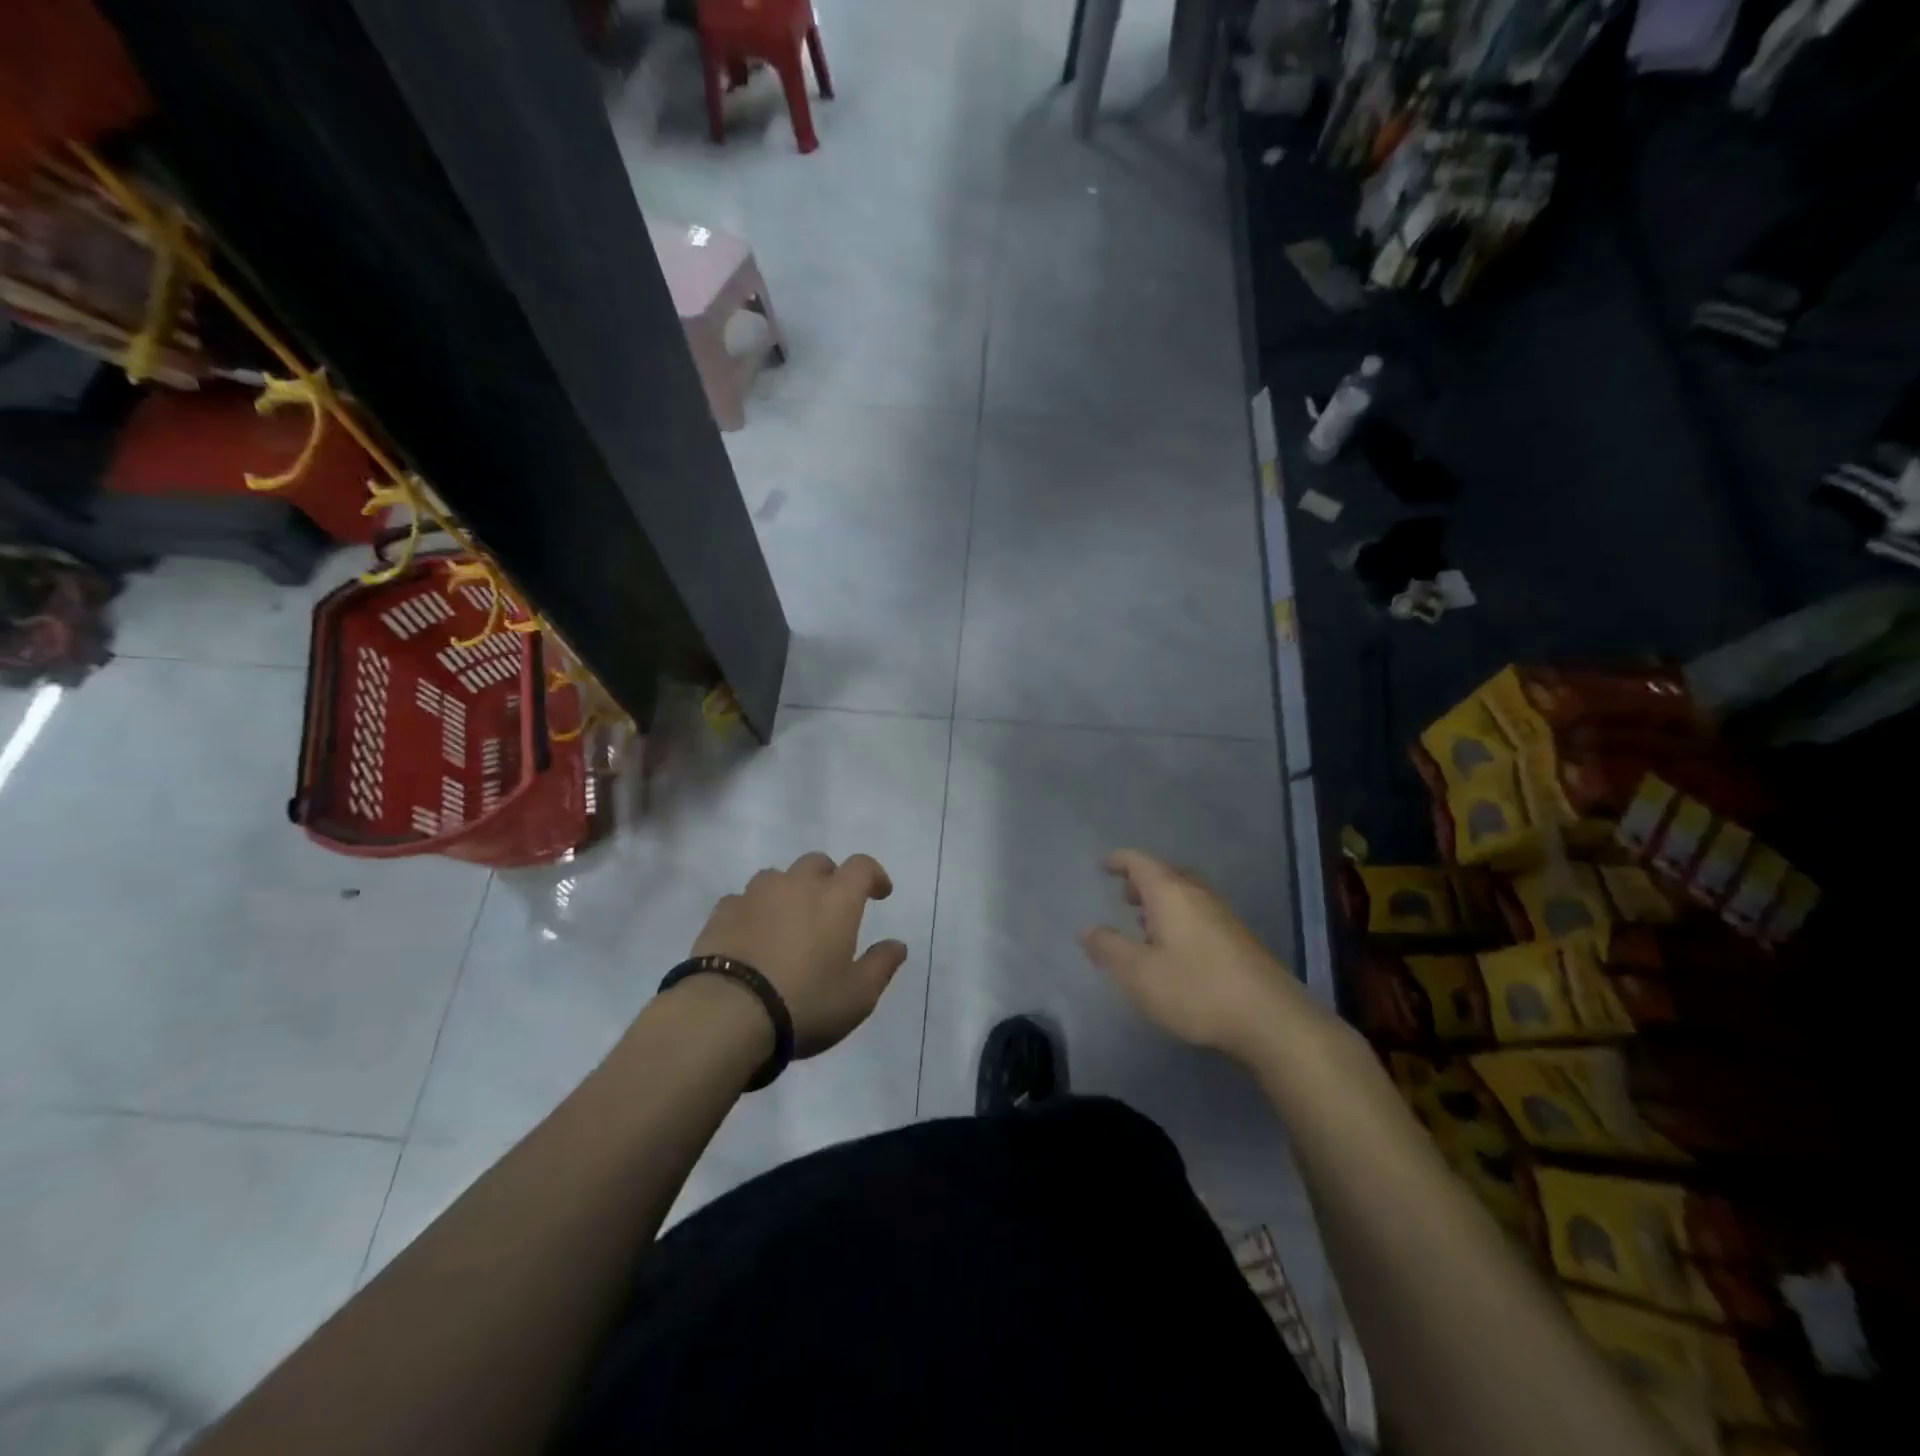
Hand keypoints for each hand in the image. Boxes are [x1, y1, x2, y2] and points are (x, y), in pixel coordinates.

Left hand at [690, 852, 908, 1057]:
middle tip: (832, 906)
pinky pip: (744, 899)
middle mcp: (797, 884)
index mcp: (836, 898)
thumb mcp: (857, 996)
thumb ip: (881, 966)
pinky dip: (754, 910)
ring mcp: (755, 894)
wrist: (727, 1013)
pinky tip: (752, 935)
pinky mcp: (722, 912)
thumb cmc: (805, 1002)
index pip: (862, 866)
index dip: (874, 875)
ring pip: (778, 877)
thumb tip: (897, 945)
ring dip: (789, 890)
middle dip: (829, 878)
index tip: (880, 893)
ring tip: (789, 920)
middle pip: (817, 863)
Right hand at [1079, 849, 1311, 1063]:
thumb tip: (1087, 929)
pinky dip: (1180, 917)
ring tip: (1144, 921)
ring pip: (1186, 894)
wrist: (1271, 1019)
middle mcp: (1198, 896)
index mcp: (1171, 894)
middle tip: (1123, 895)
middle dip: (1143, 880)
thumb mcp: (1139, 973)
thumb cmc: (1196, 989)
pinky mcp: (1239, 940)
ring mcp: (1223, 916)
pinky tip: (1175, 947)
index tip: (1103, 864)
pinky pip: (1200, 913)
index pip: (1141, 863)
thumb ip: (1109, 949)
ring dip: (1163, 901)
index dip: (1120, 860)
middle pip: (1167, 874)